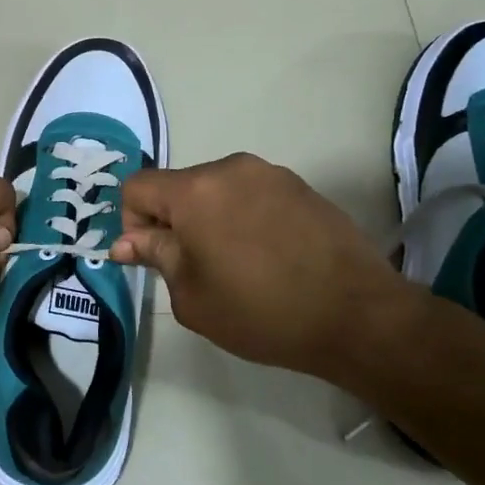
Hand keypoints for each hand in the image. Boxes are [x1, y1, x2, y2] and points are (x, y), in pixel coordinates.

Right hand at [111, 154, 419, 382]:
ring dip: (210, 218)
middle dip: (173, 221)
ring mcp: (270, 173)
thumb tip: (127, 241)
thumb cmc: (262, 312)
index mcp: (195, 190)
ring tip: (236, 263)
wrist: (358, 315)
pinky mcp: (300, 186)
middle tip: (195, 268)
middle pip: (178, 186)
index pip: (137, 186)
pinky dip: (244, 217)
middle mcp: (229, 168)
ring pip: (215, 189)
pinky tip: (268, 256)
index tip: (155, 258)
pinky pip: (251, 194)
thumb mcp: (192, 296)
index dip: (132, 222)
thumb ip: (155, 257)